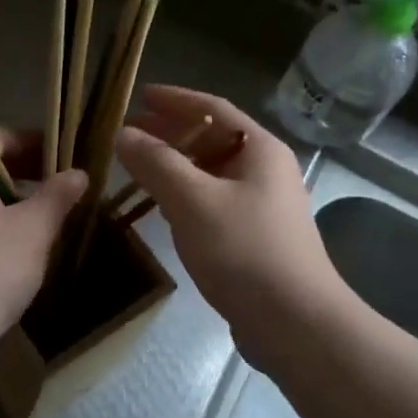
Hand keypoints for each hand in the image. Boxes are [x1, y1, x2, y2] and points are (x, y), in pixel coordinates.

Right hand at [116, 86, 344, 367]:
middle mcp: (265, 171)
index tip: (140, 95)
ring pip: (211, 173)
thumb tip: (124, 134)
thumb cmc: (244, 250)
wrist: (294, 322)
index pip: (213, 108)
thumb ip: (156, 163)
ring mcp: (262, 206)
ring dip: (175, 165)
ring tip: (136, 167)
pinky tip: (162, 207)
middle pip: (212, 138)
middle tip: (128, 132)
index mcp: (259, 149)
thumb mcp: (193, 201)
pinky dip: (185, 196)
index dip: (175, 99)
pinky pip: (213, 202)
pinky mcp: (254, 237)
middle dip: (170, 133)